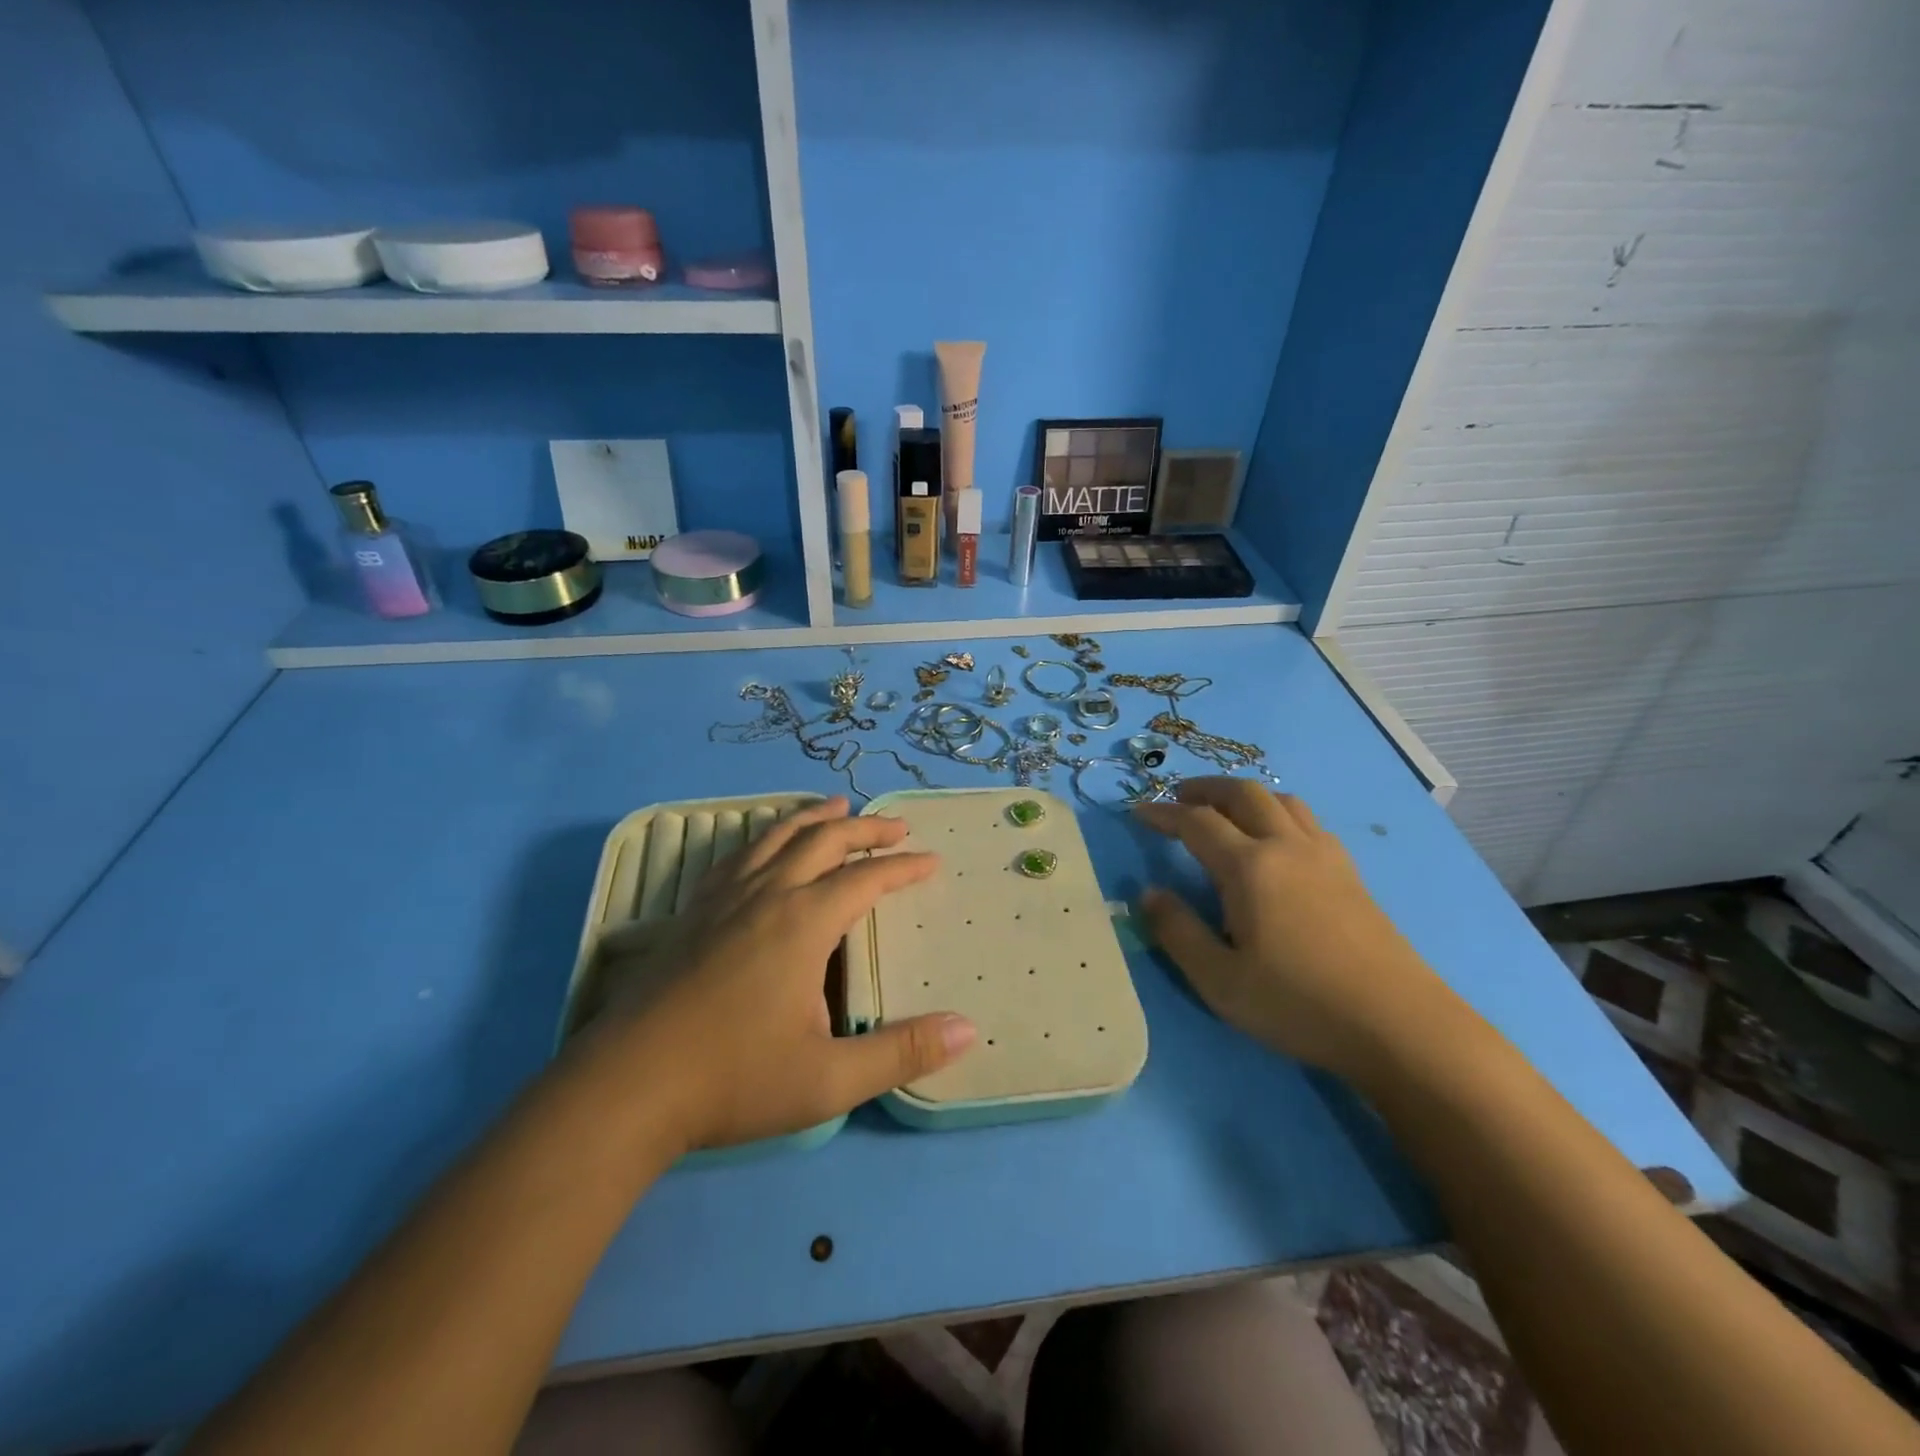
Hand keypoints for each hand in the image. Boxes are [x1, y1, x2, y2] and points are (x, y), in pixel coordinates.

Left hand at [578, 799, 976, 1151]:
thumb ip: (901, 1053)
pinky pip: (737, 855)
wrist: (626, 1087)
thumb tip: (968, 1029)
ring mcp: (723, 899)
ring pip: (776, 836)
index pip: (866, 878)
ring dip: (813, 818)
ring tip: (836, 807)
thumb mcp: (829, 1079)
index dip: (903, 867)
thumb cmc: (733, 1081)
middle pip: (824, 841)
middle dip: (865, 830)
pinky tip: (763, 845)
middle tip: (897, 825)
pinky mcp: (692, 912)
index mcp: (804, 922)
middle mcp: (767, 894)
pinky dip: (765, 836)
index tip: (931, 860)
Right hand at [1133, 778, 1458, 1080]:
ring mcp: (1325, 856)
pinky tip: (1276, 842)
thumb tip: (1149, 893)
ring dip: (1245, 796)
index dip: (1162, 813)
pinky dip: (1278, 813)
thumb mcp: (1219, 980)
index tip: (1137, 812)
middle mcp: (1286, 846)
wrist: (1399, 1025)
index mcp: (1249, 867)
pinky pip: (1307, 821)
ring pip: (1281, 800)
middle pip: (1242, 793)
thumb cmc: (1298, 1004)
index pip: (1196, 822)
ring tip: (1225, 812)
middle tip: (1178, 799)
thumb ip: (1177, 931)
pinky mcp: (1350, 873)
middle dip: (1205, 789)